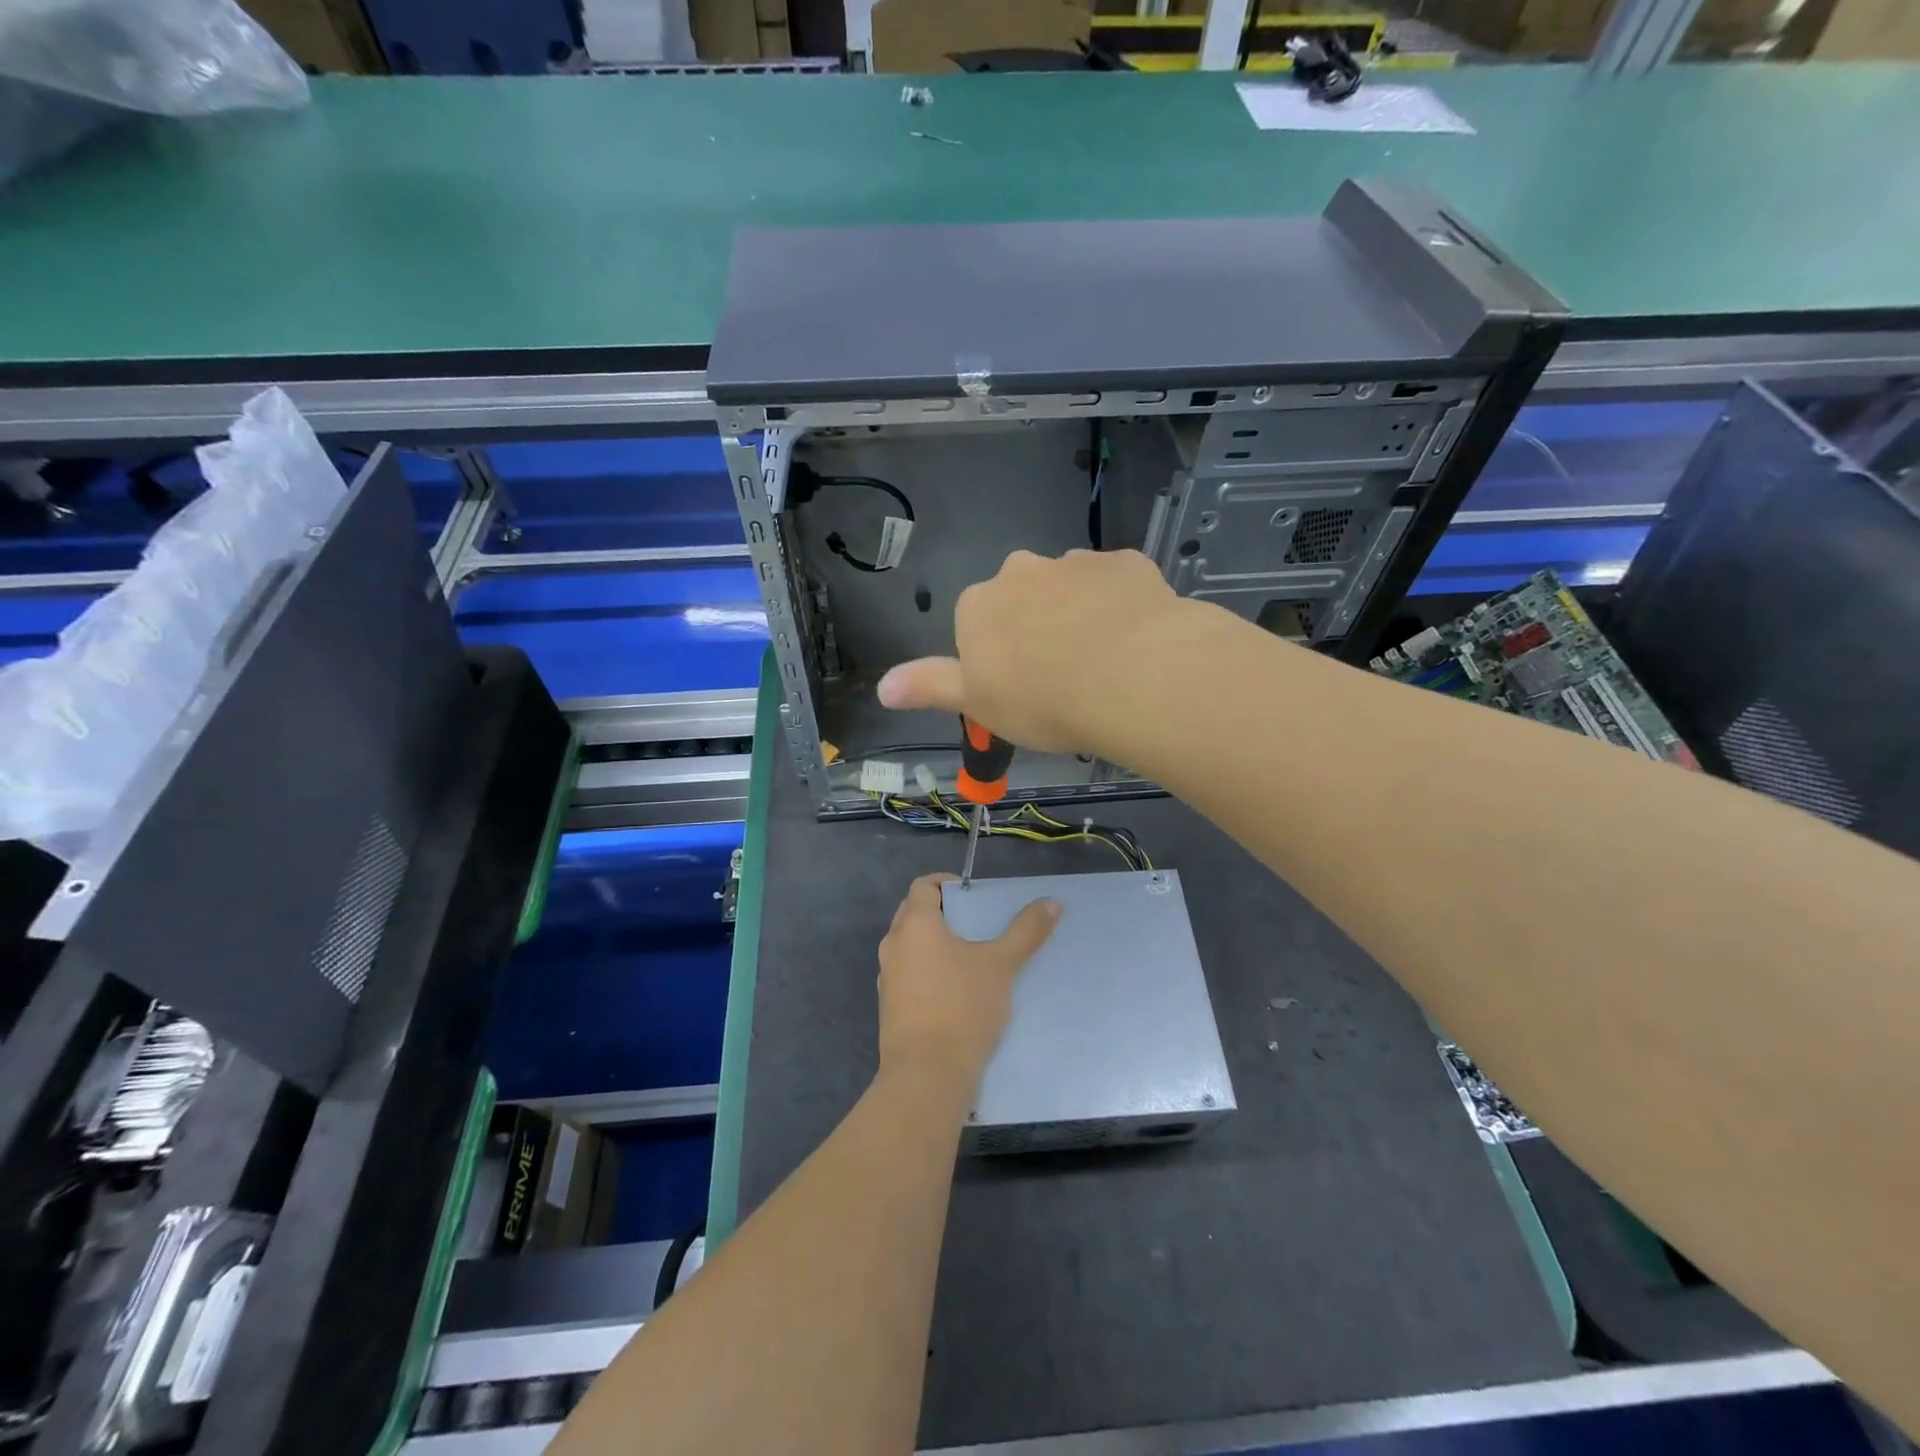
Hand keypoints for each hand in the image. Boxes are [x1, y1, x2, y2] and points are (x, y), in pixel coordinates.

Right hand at [876, 549, 1187, 756]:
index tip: (1021, 689)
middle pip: (1023, 598)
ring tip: (1103, 664)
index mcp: (980, 604)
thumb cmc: (1041, 699)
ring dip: (1079, 615)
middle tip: (1061, 676)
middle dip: (1036, 627)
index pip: (977, 623)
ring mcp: (1076, 563)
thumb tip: (881, 687)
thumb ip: (929, 688)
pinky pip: (1116, 586)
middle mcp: (1022, 571)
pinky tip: (1135, 641)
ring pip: (1071, 589)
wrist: (1129, 676)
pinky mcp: (1125, 563)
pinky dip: (1121, 608)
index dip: (998, 658)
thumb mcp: (977, 705)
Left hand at [877, 872, 1060, 1096]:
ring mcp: (888, 977)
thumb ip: (1026, 931)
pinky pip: (909, 974)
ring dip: (936, 944)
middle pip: (915, 913)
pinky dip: (929, 971)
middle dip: (944, 913)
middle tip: (977, 923)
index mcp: (915, 924)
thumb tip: (1052, 902)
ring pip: (911, 946)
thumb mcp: (1001, 965)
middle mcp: (894, 944)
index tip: (974, 895)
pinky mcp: (890, 1006)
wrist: (927, 1075)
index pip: (923, 885)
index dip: (947, 884)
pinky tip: (957, 990)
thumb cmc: (962, 1007)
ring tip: (972, 956)